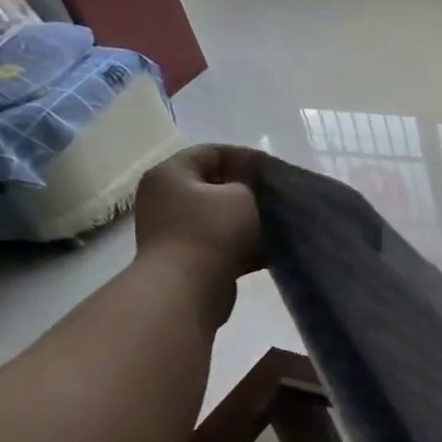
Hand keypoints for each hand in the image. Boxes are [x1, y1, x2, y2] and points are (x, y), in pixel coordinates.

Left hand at [134, 145, 264, 302]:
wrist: (187, 288)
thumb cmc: (211, 231)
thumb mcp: (240, 195)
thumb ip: (248, 181)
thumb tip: (248, 181)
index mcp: (171, 174)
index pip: (211, 152)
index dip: (245, 156)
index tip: (274, 169)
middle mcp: (165, 197)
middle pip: (213, 184)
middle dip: (247, 189)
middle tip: (276, 195)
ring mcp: (173, 228)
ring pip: (218, 215)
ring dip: (246, 218)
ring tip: (276, 221)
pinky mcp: (187, 255)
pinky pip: (219, 241)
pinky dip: (241, 242)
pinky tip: (268, 247)